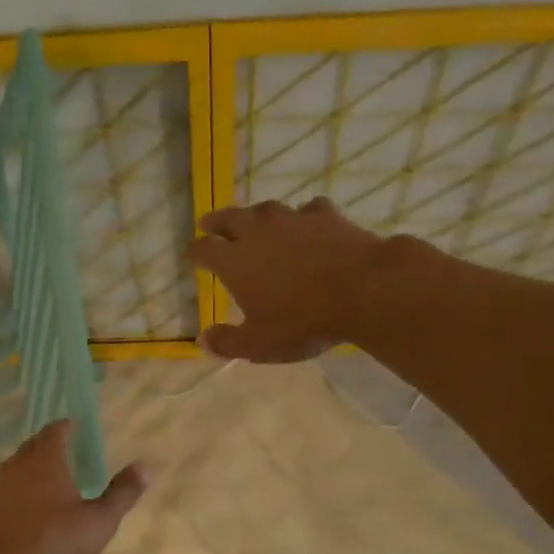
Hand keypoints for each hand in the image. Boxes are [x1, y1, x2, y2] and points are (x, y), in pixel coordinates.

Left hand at [0, 421, 146, 553]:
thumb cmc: (52, 543)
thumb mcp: (98, 522)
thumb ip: (121, 494)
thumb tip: (144, 467)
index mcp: (46, 460)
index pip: (55, 430)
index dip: (67, 426)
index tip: (77, 428)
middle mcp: (17, 465)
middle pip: (33, 444)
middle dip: (49, 444)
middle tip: (67, 452)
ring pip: (15, 466)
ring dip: (31, 467)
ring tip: (48, 480)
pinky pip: (3, 489)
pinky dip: (17, 490)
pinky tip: (25, 509)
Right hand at [189, 198, 389, 361]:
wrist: (362, 289)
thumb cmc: (301, 321)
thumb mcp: (259, 344)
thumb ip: (228, 342)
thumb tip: (203, 339)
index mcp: (234, 261)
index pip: (204, 249)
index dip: (195, 252)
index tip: (191, 254)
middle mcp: (257, 232)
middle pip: (228, 218)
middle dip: (216, 222)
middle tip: (209, 224)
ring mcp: (292, 218)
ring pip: (265, 209)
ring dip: (255, 216)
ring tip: (254, 222)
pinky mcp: (325, 215)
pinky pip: (307, 210)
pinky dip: (301, 217)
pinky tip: (307, 224)